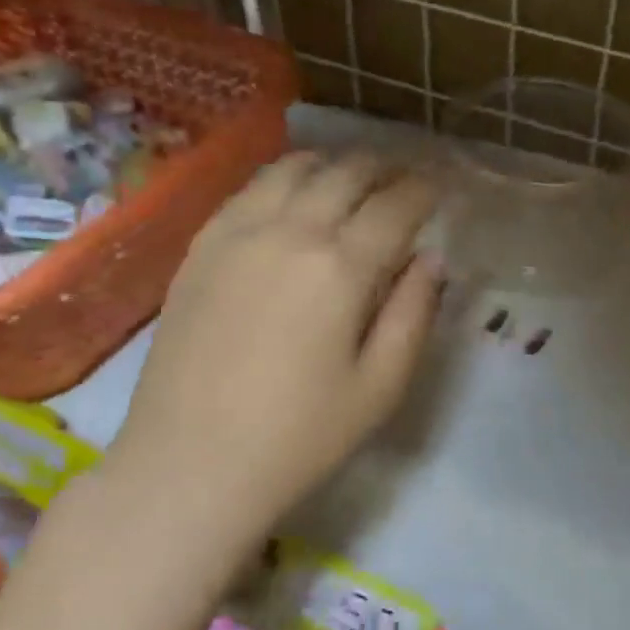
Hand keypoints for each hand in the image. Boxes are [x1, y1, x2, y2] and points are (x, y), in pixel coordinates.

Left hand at [110, 151, 440, 534]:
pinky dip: (284, 178)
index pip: (397, 205)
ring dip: (334, 165)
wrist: (189, 464)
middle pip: (347, 172)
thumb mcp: (381, 386)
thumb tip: (431, 259)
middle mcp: (290, 230)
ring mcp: (238, 232)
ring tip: (353, 180)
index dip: (426, 190)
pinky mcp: (202, 245)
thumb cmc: (298, 436)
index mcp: (341, 267)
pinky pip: (250, 187)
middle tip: (404, 180)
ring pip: (295, 167)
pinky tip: (293, 196)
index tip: (440, 189)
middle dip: (386, 168)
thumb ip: (414, 313)